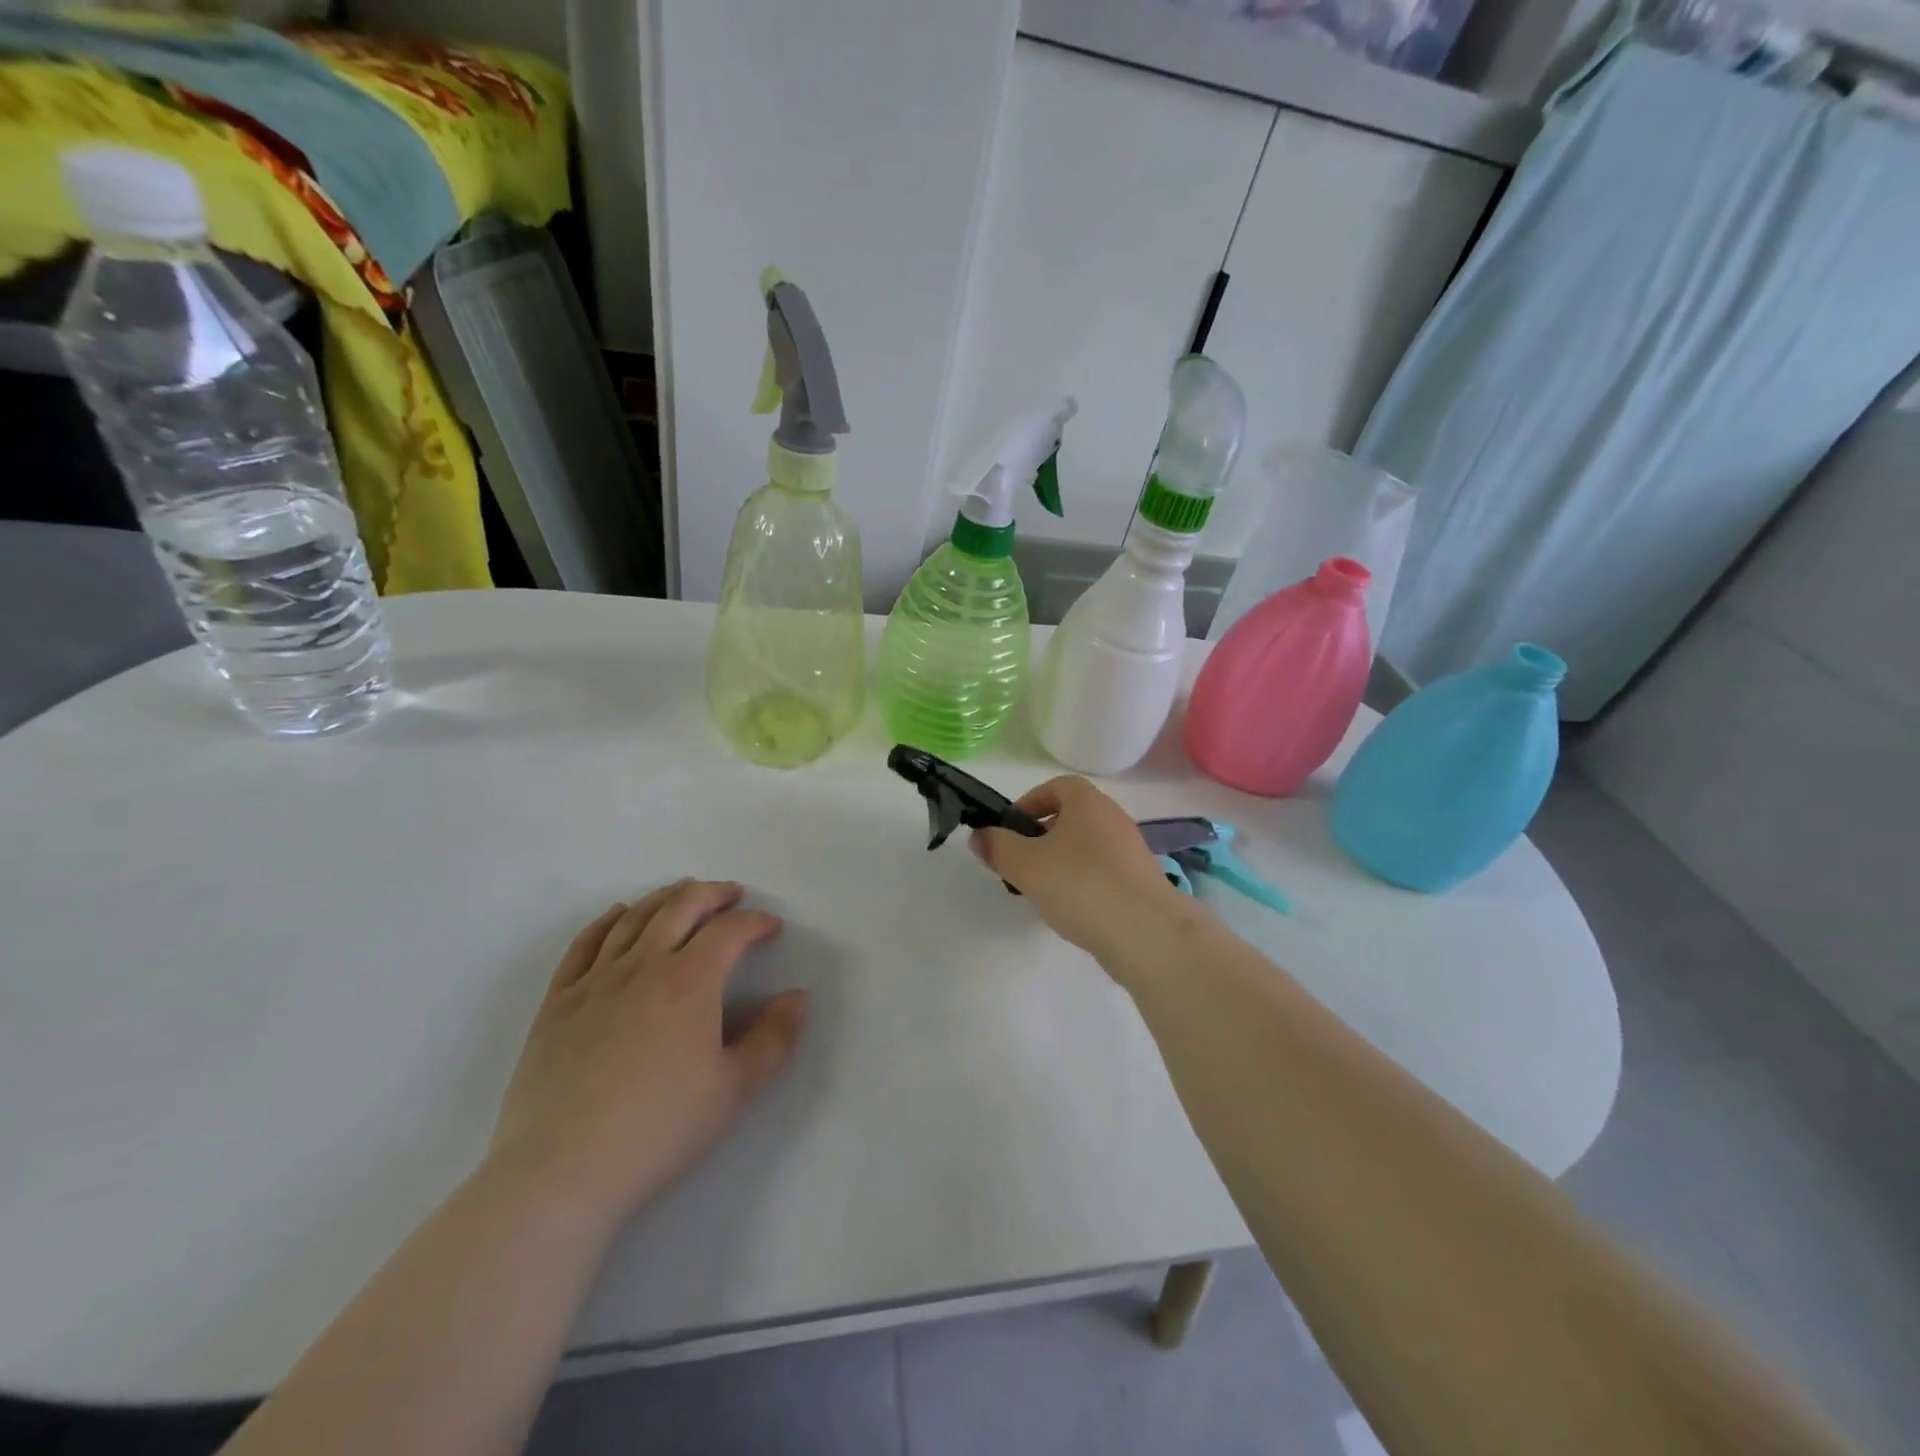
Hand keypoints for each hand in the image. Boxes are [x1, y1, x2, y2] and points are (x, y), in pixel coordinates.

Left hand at [485, 880, 808, 1232]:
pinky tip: (618, 914)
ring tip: (683, 893)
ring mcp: (594, 980)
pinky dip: (606, 920)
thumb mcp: (735, 1089)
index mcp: (690, 982)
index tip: (771, 927)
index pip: (730, 932)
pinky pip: (585, 944)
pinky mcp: (557, 1002)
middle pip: (680, 908)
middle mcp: (642, 966)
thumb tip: (798, 998)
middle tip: (731, 894)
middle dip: (712, 894)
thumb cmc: (658, 1130)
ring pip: (634, 918)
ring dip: (664, 897)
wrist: (559, 1173)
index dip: (756, 922)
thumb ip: (775, 1039)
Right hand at [971, 776, 1193, 965]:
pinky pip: (1102, 873)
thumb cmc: (1081, 884)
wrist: (1147, 931)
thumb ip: (998, 847)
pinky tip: (1070, 911)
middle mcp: (1112, 818)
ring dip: (1060, 863)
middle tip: (1019, 864)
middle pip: (1071, 817)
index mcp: (1087, 802)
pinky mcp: (1139, 882)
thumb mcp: (1026, 865)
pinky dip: (1082, 884)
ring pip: (1085, 847)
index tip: (1010, 829)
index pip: (1056, 786)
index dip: (1030, 802)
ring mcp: (1130, 851)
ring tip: (1040, 892)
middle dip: (1041, 837)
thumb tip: (980, 835)